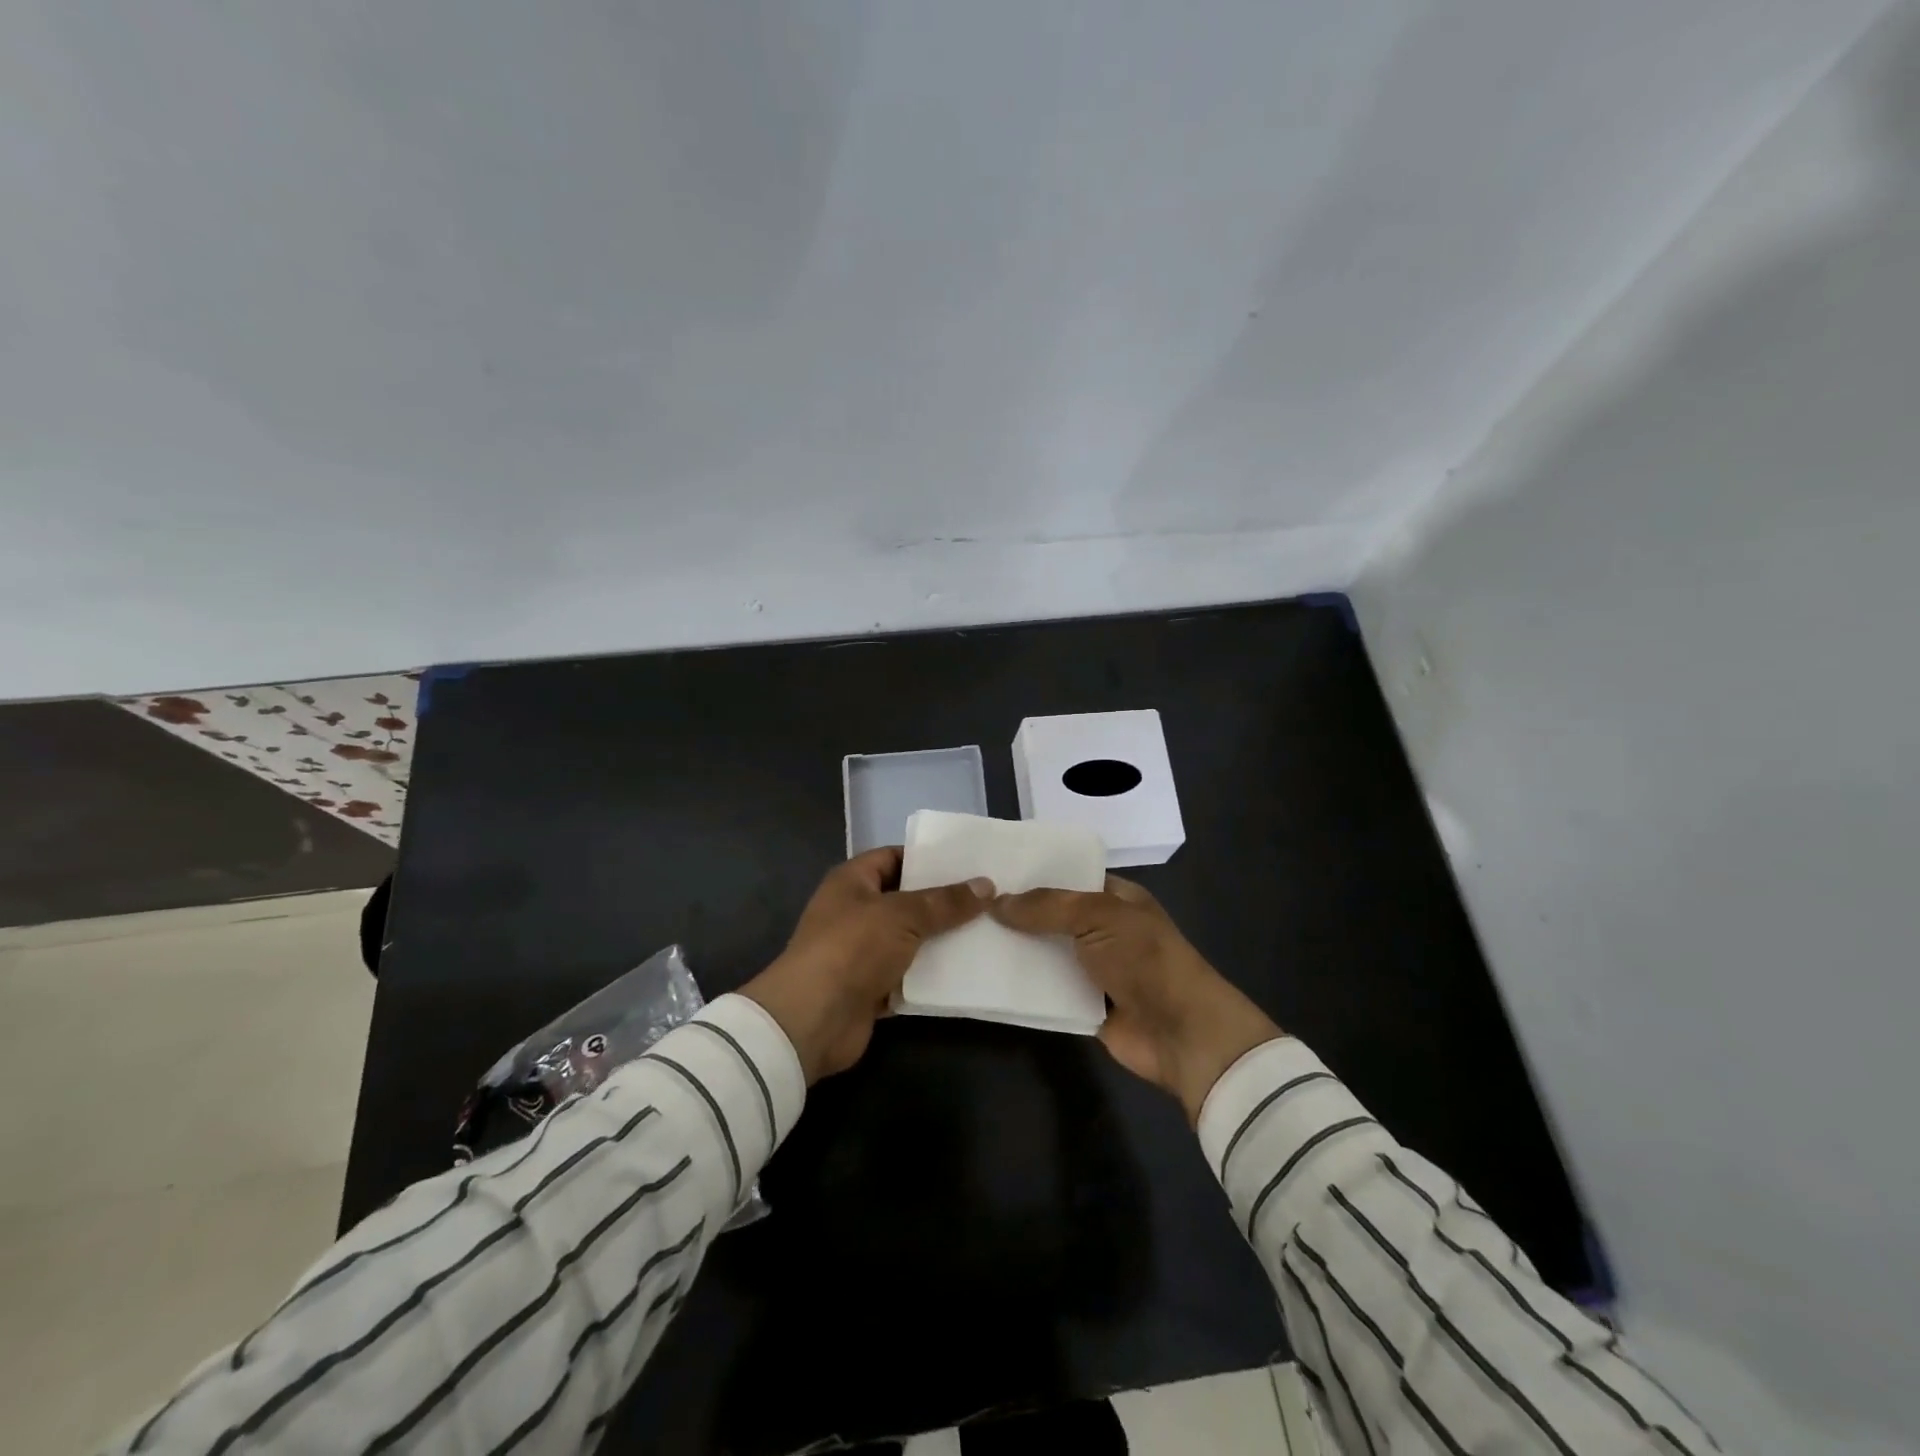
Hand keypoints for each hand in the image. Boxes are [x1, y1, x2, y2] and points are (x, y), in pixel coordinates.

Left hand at [741, 848, 992, 1082]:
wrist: (813, 1019)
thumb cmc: (852, 948)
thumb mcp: (903, 915)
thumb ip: (945, 902)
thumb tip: (986, 885)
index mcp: (853, 881)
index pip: (893, 857)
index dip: (927, 857)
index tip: (968, 862)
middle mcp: (855, 912)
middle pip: (906, 899)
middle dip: (943, 901)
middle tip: (988, 897)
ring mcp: (863, 952)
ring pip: (911, 939)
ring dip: (942, 940)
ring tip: (989, 931)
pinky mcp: (872, 988)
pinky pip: (910, 975)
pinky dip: (933, 974)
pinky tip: (970, 970)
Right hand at [991, 877, 1281, 1122]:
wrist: (1181, 1033)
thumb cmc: (1145, 959)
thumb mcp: (1098, 915)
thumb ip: (1047, 906)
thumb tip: (997, 901)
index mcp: (1115, 897)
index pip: (1067, 876)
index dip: (1032, 873)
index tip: (989, 870)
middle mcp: (1102, 929)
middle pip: (1051, 915)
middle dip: (1016, 912)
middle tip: (966, 904)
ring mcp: (1092, 968)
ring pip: (1044, 952)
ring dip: (1014, 950)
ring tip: (963, 937)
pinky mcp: (1082, 1005)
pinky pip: (1045, 990)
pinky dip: (1021, 986)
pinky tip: (983, 976)